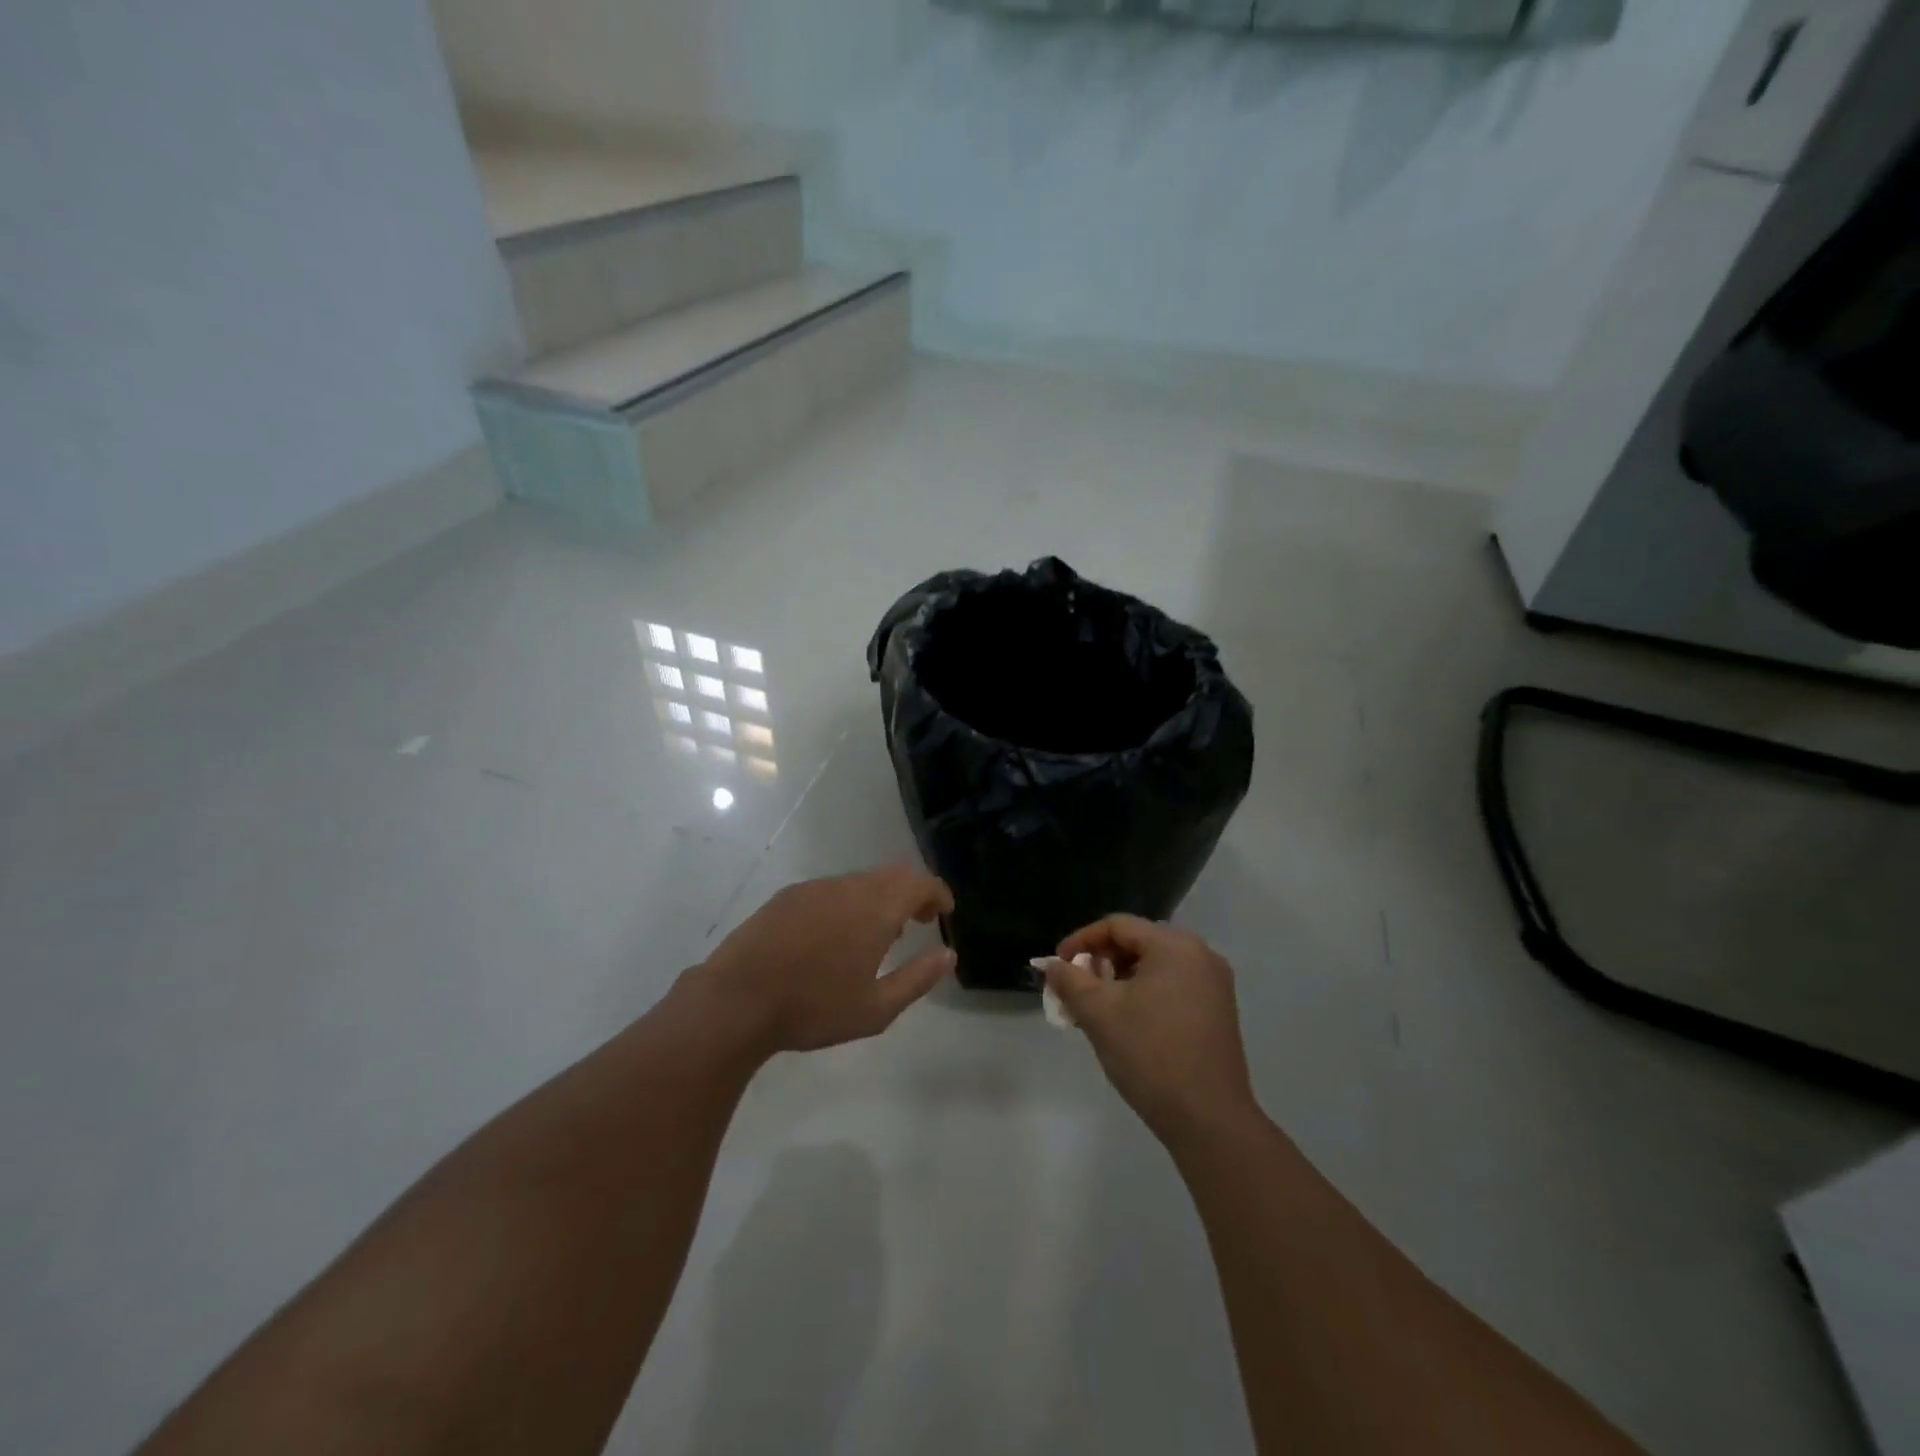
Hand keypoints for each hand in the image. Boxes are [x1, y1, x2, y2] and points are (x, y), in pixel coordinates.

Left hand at [683, 866, 955, 1055]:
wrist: (736, 1001)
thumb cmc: (813, 1008)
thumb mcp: (876, 1008)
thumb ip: (918, 978)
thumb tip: (948, 954)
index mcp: (874, 908)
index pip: (919, 882)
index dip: (937, 892)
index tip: (945, 912)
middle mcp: (847, 887)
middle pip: (891, 875)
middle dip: (912, 892)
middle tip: (920, 920)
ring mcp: (813, 889)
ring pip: (859, 881)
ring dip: (879, 897)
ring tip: (880, 932)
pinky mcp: (786, 897)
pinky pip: (831, 890)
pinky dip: (849, 902)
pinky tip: (837, 934)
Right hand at [1043, 915, 1257, 1141]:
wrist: (1209, 1120)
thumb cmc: (1150, 1055)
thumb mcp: (1099, 1013)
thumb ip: (1069, 980)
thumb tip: (1051, 965)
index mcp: (1175, 945)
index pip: (1117, 926)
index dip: (1081, 941)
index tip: (1057, 966)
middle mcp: (1200, 955)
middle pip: (1138, 943)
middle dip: (1100, 962)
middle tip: (1075, 990)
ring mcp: (1214, 984)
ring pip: (1154, 967)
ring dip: (1120, 981)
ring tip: (1096, 1009)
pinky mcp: (1219, 1011)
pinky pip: (1172, 986)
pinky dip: (1144, 995)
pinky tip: (1126, 1022)